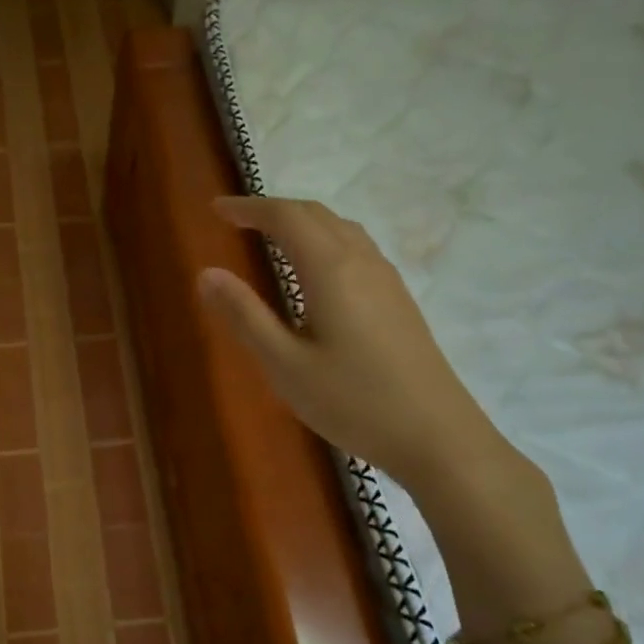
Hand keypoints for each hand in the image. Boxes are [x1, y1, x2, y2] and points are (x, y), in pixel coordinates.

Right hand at [197, 195, 510, 492]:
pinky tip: (315, 273)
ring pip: (340, 229)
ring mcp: (386, 280)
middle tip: (237, 221)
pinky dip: (324, 241)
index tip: (216, 209)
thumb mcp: (285, 364)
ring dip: (302, 223)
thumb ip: (245, 316)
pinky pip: (355, 249)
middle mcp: (361, 262)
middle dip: (273, 210)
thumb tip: (207, 274)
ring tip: (271, 239)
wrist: (437, 436)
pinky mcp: (398, 300)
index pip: (285, 217)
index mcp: (331, 269)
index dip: (248, 207)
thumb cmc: (352, 401)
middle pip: (316, 214)